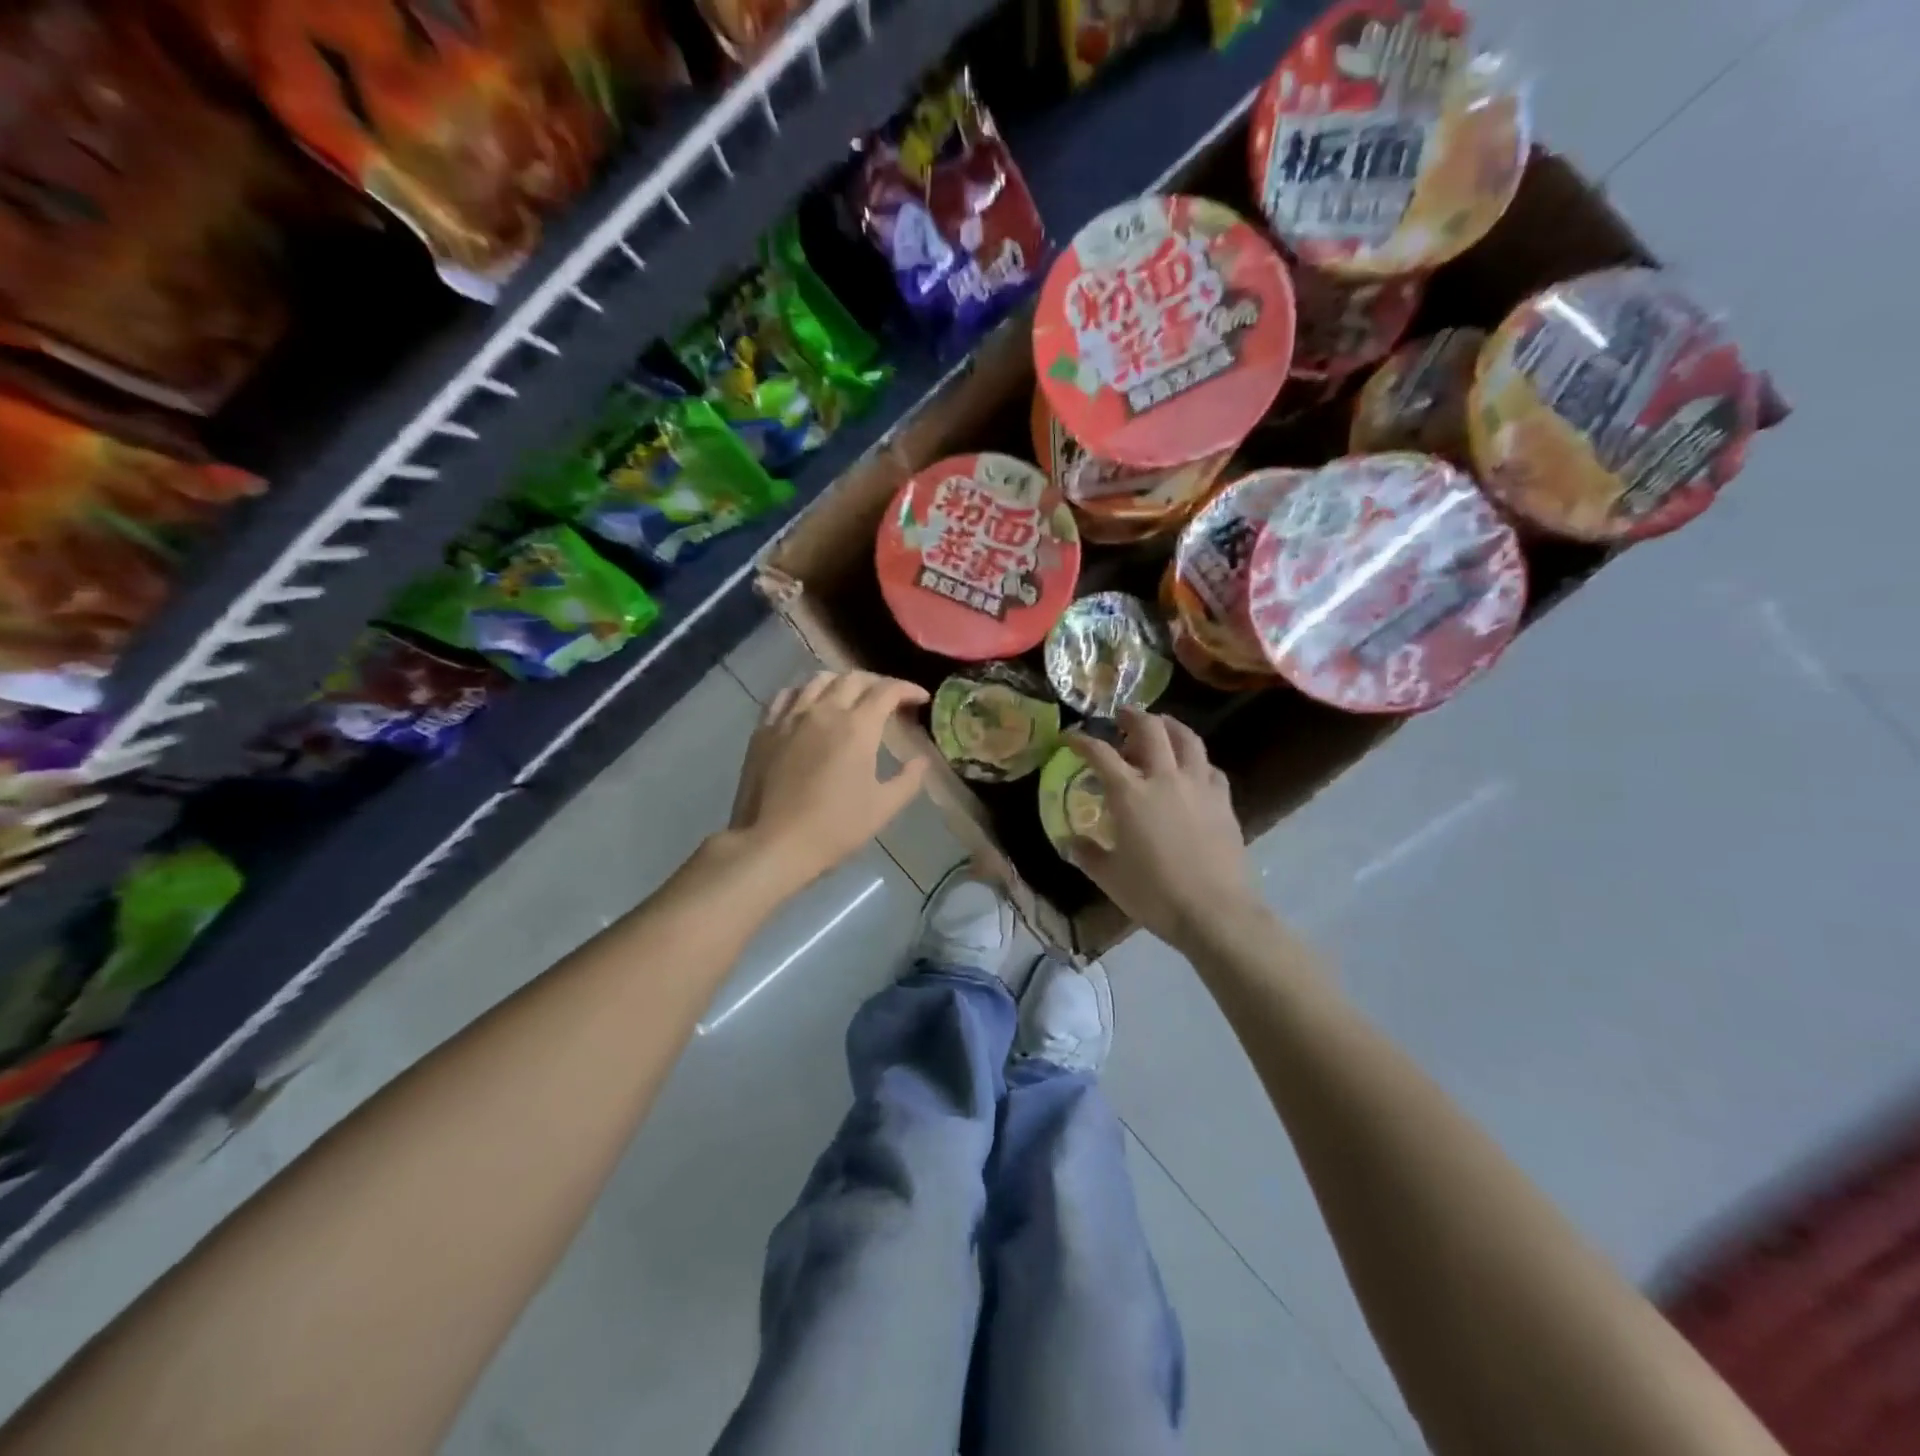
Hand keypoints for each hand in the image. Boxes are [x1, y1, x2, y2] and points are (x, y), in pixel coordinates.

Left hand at [727, 670, 929, 891]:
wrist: (773, 843)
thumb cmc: (834, 827)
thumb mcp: (883, 808)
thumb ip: (908, 779)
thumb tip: (922, 760)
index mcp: (857, 727)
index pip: (887, 691)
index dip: (908, 689)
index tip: (921, 699)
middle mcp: (824, 711)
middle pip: (854, 678)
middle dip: (877, 683)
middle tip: (889, 699)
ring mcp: (790, 717)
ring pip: (818, 680)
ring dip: (841, 682)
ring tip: (850, 697)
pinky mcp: (765, 729)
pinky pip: (786, 695)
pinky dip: (805, 692)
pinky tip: (809, 705)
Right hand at [1067, 708, 1263, 951]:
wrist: (1215, 911)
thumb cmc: (1155, 894)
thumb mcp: (1109, 877)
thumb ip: (1087, 854)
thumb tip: (1070, 841)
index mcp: (1130, 794)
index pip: (1100, 753)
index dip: (1082, 740)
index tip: (1071, 737)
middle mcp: (1164, 778)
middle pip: (1150, 729)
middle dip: (1132, 716)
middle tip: (1121, 716)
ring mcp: (1199, 786)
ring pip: (1187, 738)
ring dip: (1170, 725)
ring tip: (1160, 727)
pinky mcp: (1224, 800)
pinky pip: (1209, 767)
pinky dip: (1196, 760)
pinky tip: (1192, 770)